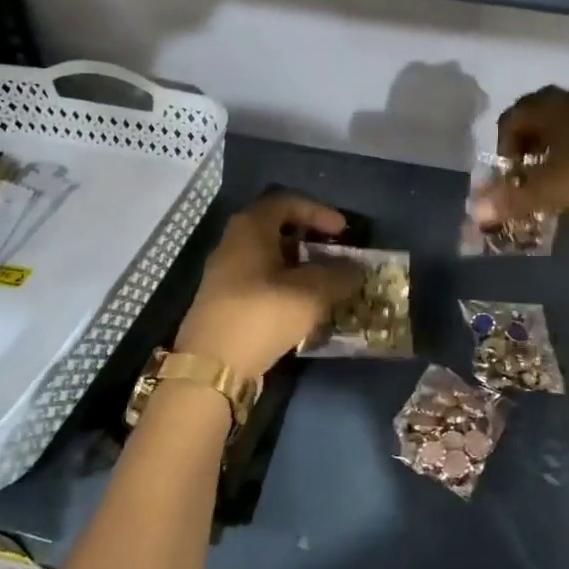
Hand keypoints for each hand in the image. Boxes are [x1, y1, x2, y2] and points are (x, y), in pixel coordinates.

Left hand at [174, 193, 362, 379]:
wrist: (212, 366)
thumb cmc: (262, 314)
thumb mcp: (311, 293)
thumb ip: (339, 276)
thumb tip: (356, 270)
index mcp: (250, 228)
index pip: (286, 202)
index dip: (319, 211)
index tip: (343, 231)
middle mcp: (234, 243)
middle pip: (276, 228)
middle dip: (309, 239)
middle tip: (334, 253)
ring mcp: (226, 273)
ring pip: (269, 257)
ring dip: (299, 265)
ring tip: (325, 282)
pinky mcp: (226, 301)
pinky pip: (262, 281)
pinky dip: (286, 285)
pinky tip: (303, 306)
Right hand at [473, 83, 568, 225]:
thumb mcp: (546, 191)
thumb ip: (510, 200)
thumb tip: (476, 212)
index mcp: (550, 105)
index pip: (513, 117)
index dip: (504, 145)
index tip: (509, 173)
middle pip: (540, 112)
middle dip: (530, 139)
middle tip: (528, 168)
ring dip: (557, 139)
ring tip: (555, 169)